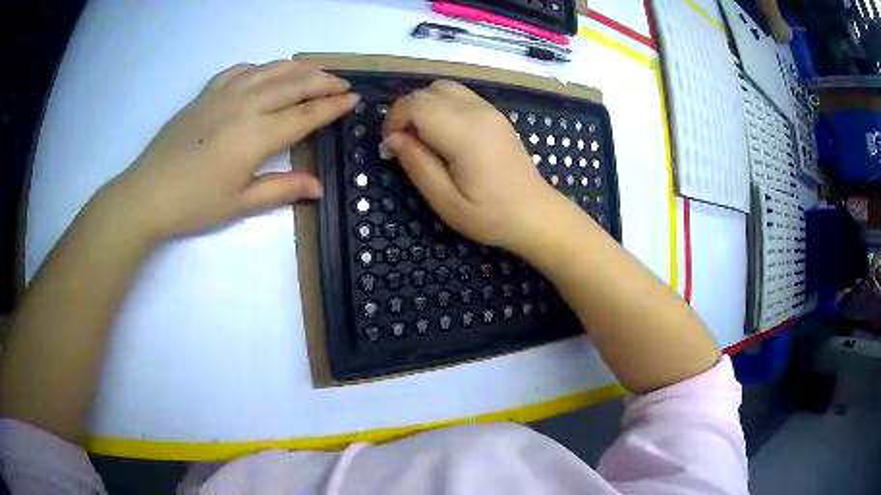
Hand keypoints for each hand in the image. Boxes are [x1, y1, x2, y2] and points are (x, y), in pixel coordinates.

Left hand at [105, 61, 358, 239]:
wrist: (148, 193)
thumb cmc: (195, 204)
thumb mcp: (240, 204)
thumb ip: (282, 189)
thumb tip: (318, 187)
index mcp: (257, 135)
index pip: (305, 114)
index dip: (332, 106)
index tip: (353, 99)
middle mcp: (246, 105)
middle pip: (294, 84)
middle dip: (324, 81)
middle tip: (342, 84)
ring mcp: (225, 93)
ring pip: (271, 70)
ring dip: (298, 68)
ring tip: (315, 72)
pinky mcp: (207, 92)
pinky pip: (241, 70)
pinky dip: (262, 68)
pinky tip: (266, 73)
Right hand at [383, 80, 558, 252]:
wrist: (536, 214)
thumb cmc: (491, 216)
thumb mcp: (446, 201)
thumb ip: (417, 165)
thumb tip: (393, 139)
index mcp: (464, 133)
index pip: (416, 104)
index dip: (394, 120)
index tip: (390, 147)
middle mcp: (477, 112)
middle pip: (428, 91)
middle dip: (406, 112)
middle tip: (402, 144)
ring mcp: (489, 110)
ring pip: (444, 88)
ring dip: (424, 105)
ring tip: (421, 136)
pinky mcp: (495, 115)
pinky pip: (460, 95)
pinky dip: (442, 105)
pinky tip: (443, 132)